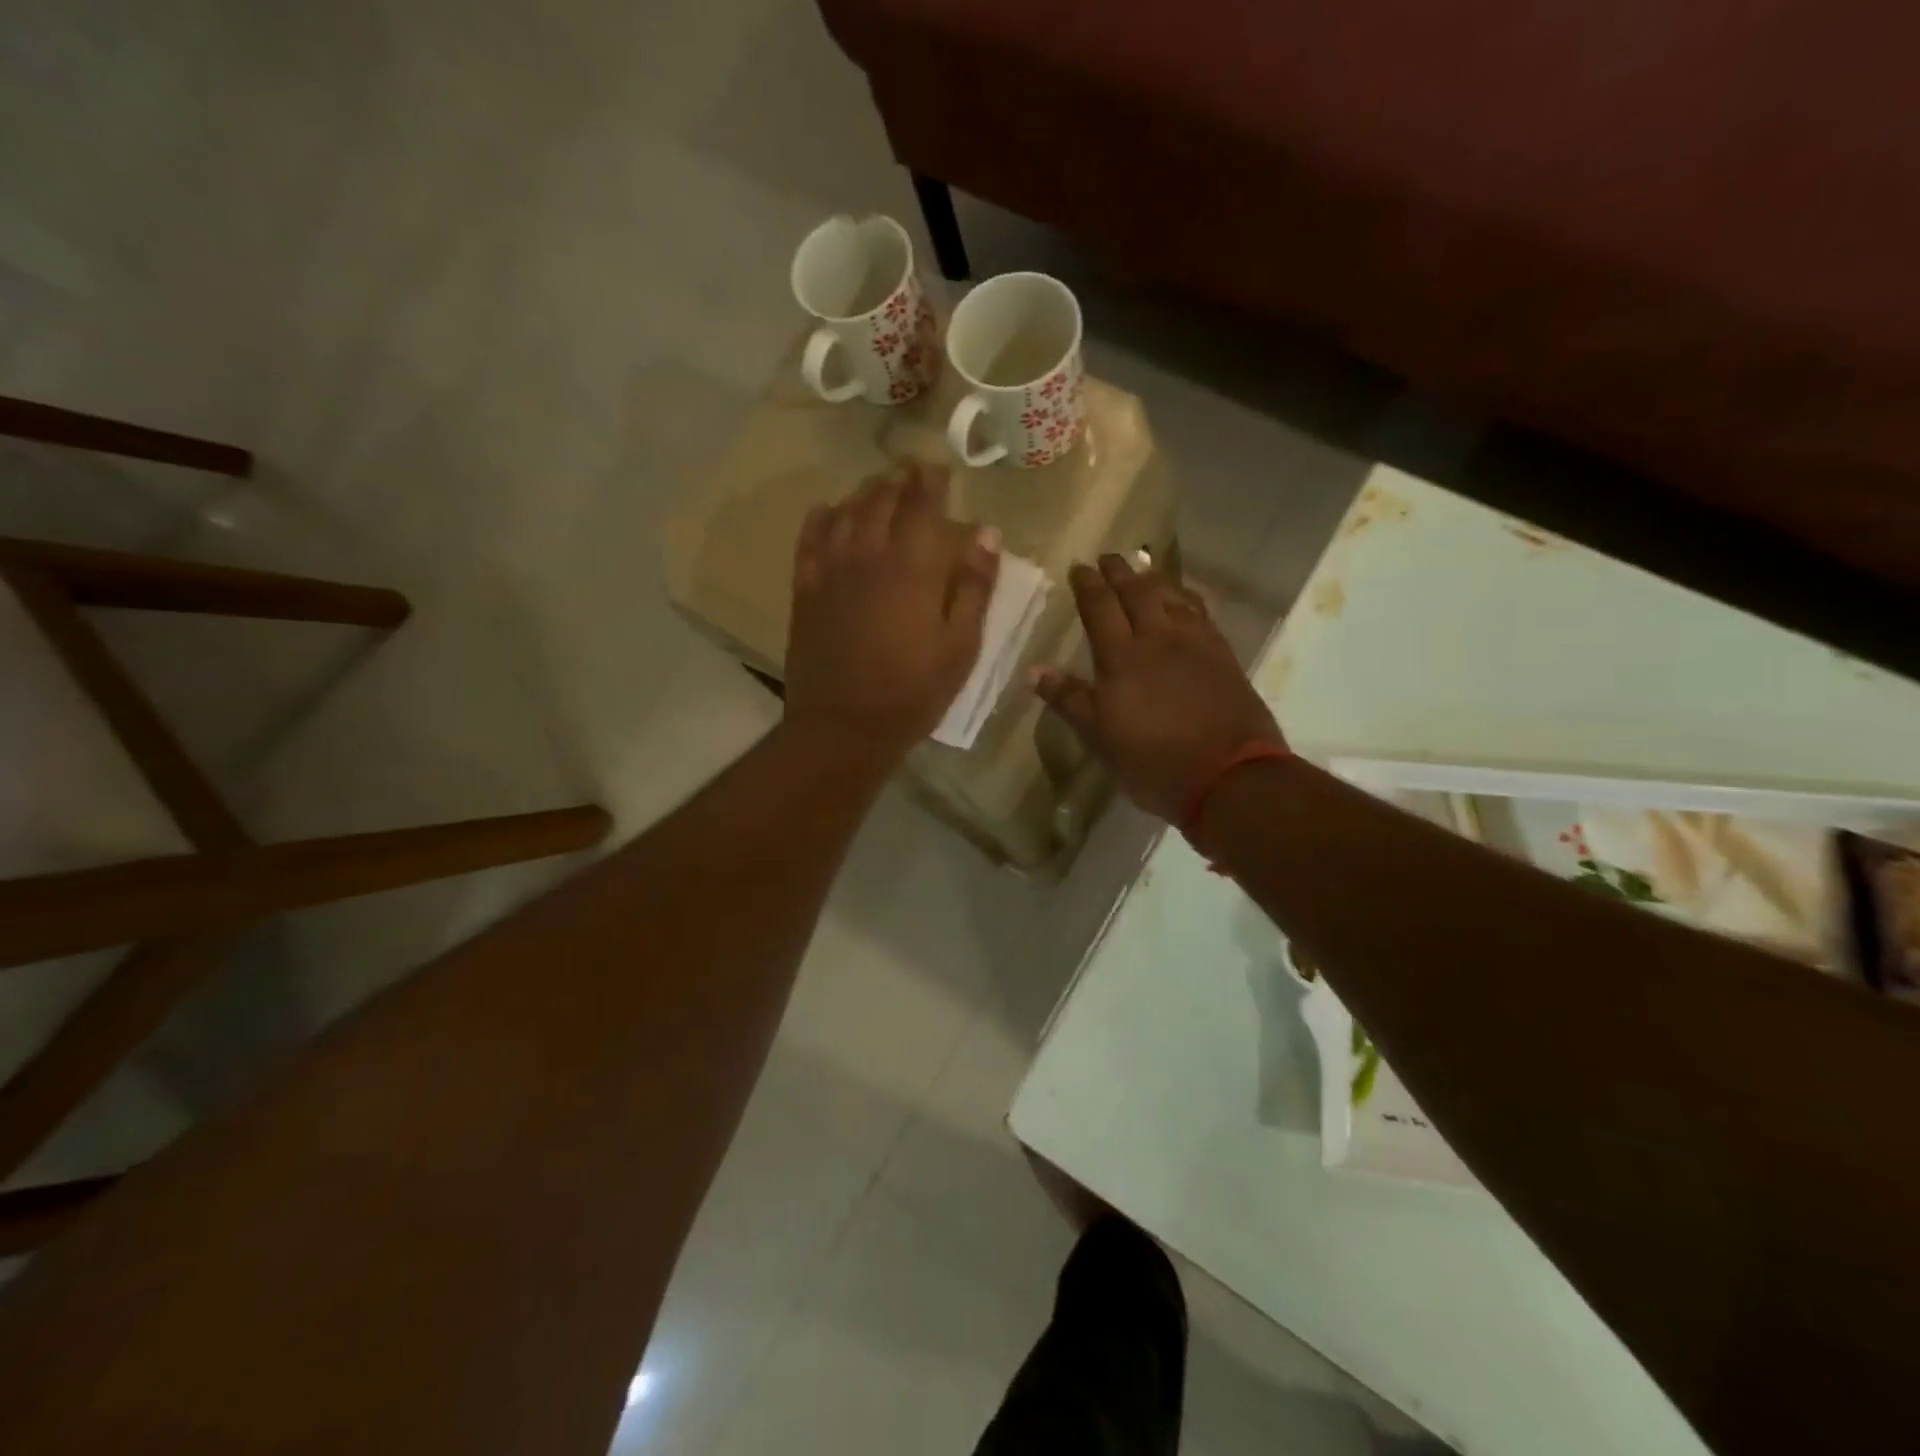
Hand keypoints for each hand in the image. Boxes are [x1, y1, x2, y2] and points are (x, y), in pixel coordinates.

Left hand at [785, 461, 999, 760]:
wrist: (843, 726)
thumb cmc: (913, 691)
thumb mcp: (960, 646)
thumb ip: (974, 587)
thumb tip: (986, 534)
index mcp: (912, 567)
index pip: (922, 505)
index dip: (931, 481)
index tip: (939, 467)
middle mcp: (868, 555)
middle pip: (881, 501)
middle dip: (898, 480)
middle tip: (910, 470)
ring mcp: (831, 571)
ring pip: (845, 513)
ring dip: (864, 493)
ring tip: (877, 487)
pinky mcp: (805, 590)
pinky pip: (810, 540)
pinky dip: (821, 518)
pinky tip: (828, 511)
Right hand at [1033, 554, 1283, 822]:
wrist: (1228, 775)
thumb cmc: (1153, 761)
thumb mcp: (1100, 737)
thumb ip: (1069, 699)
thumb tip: (1033, 670)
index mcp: (1121, 657)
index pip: (1100, 607)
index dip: (1088, 584)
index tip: (1078, 567)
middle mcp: (1158, 637)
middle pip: (1136, 591)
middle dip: (1119, 571)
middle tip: (1108, 557)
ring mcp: (1195, 642)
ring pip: (1171, 595)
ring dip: (1153, 578)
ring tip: (1142, 571)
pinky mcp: (1222, 654)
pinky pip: (1200, 611)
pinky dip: (1185, 597)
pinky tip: (1183, 600)